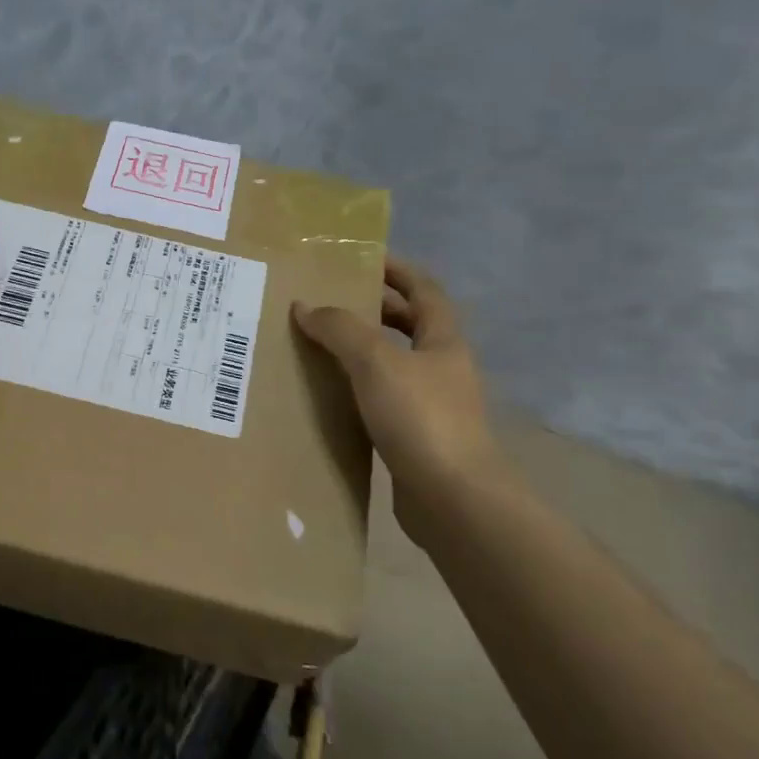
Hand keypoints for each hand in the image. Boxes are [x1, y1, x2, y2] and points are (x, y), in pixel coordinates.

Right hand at [292, 257, 510, 544]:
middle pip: (410, 326)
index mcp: (443, 341)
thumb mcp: (375, 361)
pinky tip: (330, 396)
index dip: (397, 270)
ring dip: (362, 352)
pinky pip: (383, 401)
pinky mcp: (416, 439)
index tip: (362, 259)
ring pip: (394, 365)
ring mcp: (432, 405)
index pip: (424, 290)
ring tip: (320, 345)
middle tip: (330, 302)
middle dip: (374, 310)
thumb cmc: (420, 417)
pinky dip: (358, 390)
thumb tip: (305, 306)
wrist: (453, 499)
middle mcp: (441, 368)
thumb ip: (340, 329)